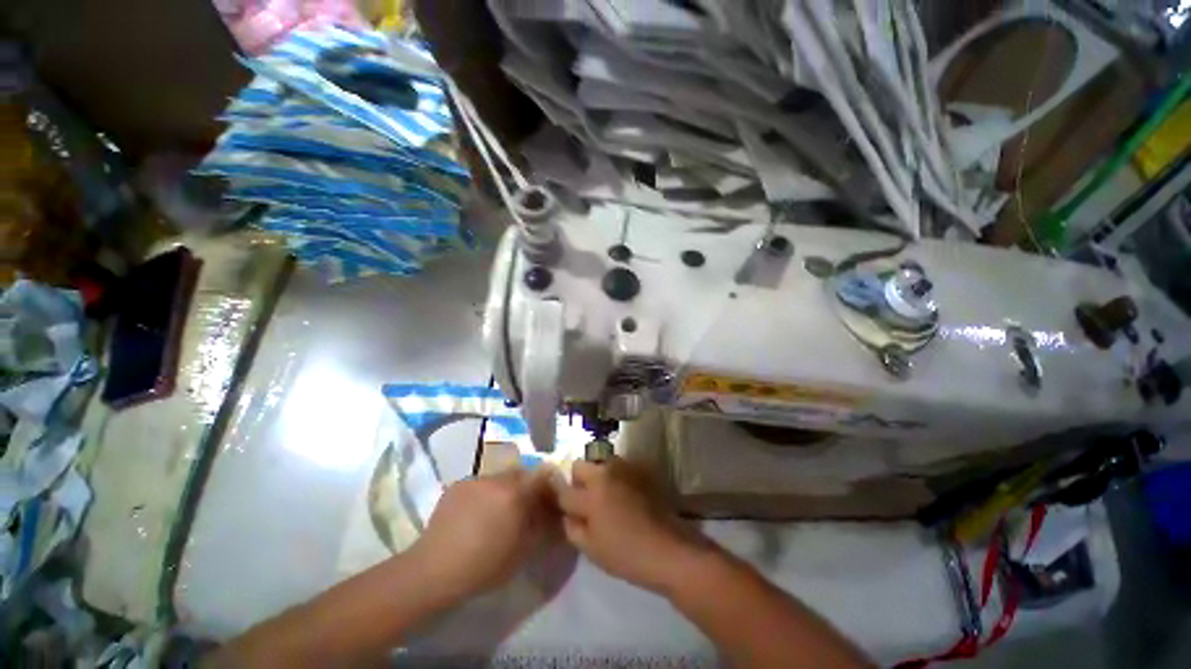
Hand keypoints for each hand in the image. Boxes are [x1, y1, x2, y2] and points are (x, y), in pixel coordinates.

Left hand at [410, 469, 555, 600]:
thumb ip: (543, 526)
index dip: (548, 486)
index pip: (543, 475)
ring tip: (497, 513)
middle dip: (527, 487)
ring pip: (500, 477)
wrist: (433, 571)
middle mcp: (497, 478)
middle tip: (523, 509)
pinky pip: (481, 483)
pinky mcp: (458, 484)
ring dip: (505, 489)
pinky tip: (476, 515)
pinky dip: (485, 494)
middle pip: (522, 473)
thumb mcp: (523, 551)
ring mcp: (475, 479)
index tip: (547, 501)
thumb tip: (554, 512)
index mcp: (515, 492)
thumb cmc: (484, 566)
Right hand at [555, 457, 703, 593]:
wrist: (669, 549)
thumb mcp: (592, 550)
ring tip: (607, 497)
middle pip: (580, 466)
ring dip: (598, 476)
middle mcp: (606, 472)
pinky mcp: (640, 470)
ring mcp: (624, 468)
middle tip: (586, 501)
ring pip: (600, 464)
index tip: (567, 510)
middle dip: (577, 481)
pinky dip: (616, 477)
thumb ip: (573, 528)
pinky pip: (620, 467)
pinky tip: (625, 495)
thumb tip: (567, 515)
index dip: (563, 502)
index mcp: (591, 493)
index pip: (565, 491)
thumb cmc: (627, 554)